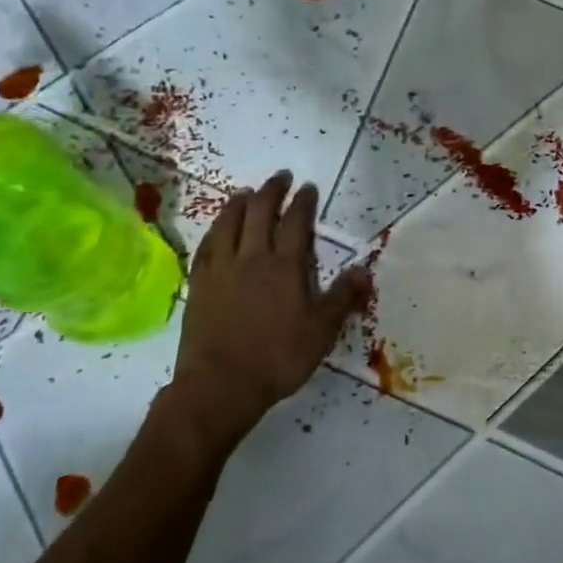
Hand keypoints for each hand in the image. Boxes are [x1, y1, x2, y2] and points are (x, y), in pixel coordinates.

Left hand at [163, 173, 370, 452]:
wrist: (220, 385)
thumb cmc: (278, 358)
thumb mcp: (322, 331)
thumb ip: (342, 298)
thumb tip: (362, 269)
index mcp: (285, 267)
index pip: (296, 223)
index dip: (303, 202)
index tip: (308, 187)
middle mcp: (252, 259)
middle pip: (260, 213)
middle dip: (271, 191)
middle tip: (280, 177)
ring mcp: (222, 270)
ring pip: (228, 224)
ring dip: (239, 203)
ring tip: (246, 192)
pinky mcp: (200, 285)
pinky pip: (206, 246)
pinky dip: (215, 230)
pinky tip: (218, 228)